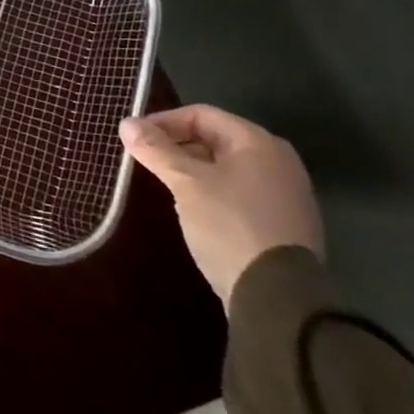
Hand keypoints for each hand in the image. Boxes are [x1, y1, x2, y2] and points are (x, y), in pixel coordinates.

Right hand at [119, 104, 323, 306]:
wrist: (279, 299)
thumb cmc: (229, 225)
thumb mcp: (185, 183)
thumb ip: (156, 150)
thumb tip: (126, 123)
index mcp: (258, 142)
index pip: (201, 114)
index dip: (163, 122)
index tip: (135, 138)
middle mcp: (278, 160)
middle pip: (216, 138)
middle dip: (177, 146)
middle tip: (146, 160)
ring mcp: (286, 193)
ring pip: (227, 167)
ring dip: (193, 169)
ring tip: (165, 184)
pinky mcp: (285, 223)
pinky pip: (241, 191)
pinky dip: (214, 190)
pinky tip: (194, 208)